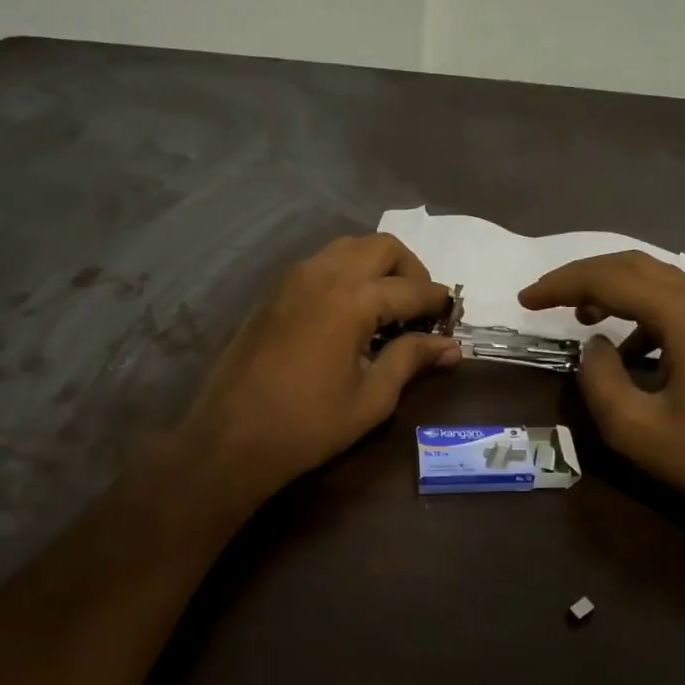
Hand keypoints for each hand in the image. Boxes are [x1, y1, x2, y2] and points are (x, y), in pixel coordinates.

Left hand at [179, 233, 460, 506]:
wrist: (231, 437)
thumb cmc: (309, 424)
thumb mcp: (372, 397)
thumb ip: (411, 359)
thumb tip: (451, 346)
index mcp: (353, 299)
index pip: (412, 288)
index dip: (438, 302)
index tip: (453, 317)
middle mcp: (324, 274)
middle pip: (382, 247)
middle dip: (411, 270)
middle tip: (420, 308)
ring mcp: (294, 278)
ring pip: (349, 248)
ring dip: (377, 266)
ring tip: (388, 307)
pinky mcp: (275, 291)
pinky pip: (321, 263)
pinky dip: (347, 273)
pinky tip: (351, 312)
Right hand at [520, 252, 684, 537]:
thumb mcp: (634, 428)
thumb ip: (598, 378)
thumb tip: (592, 346)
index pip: (609, 279)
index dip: (561, 285)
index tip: (524, 300)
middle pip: (632, 265)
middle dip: (582, 276)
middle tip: (543, 297)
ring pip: (654, 278)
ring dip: (610, 289)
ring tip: (578, 315)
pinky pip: (673, 301)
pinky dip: (637, 311)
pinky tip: (625, 347)